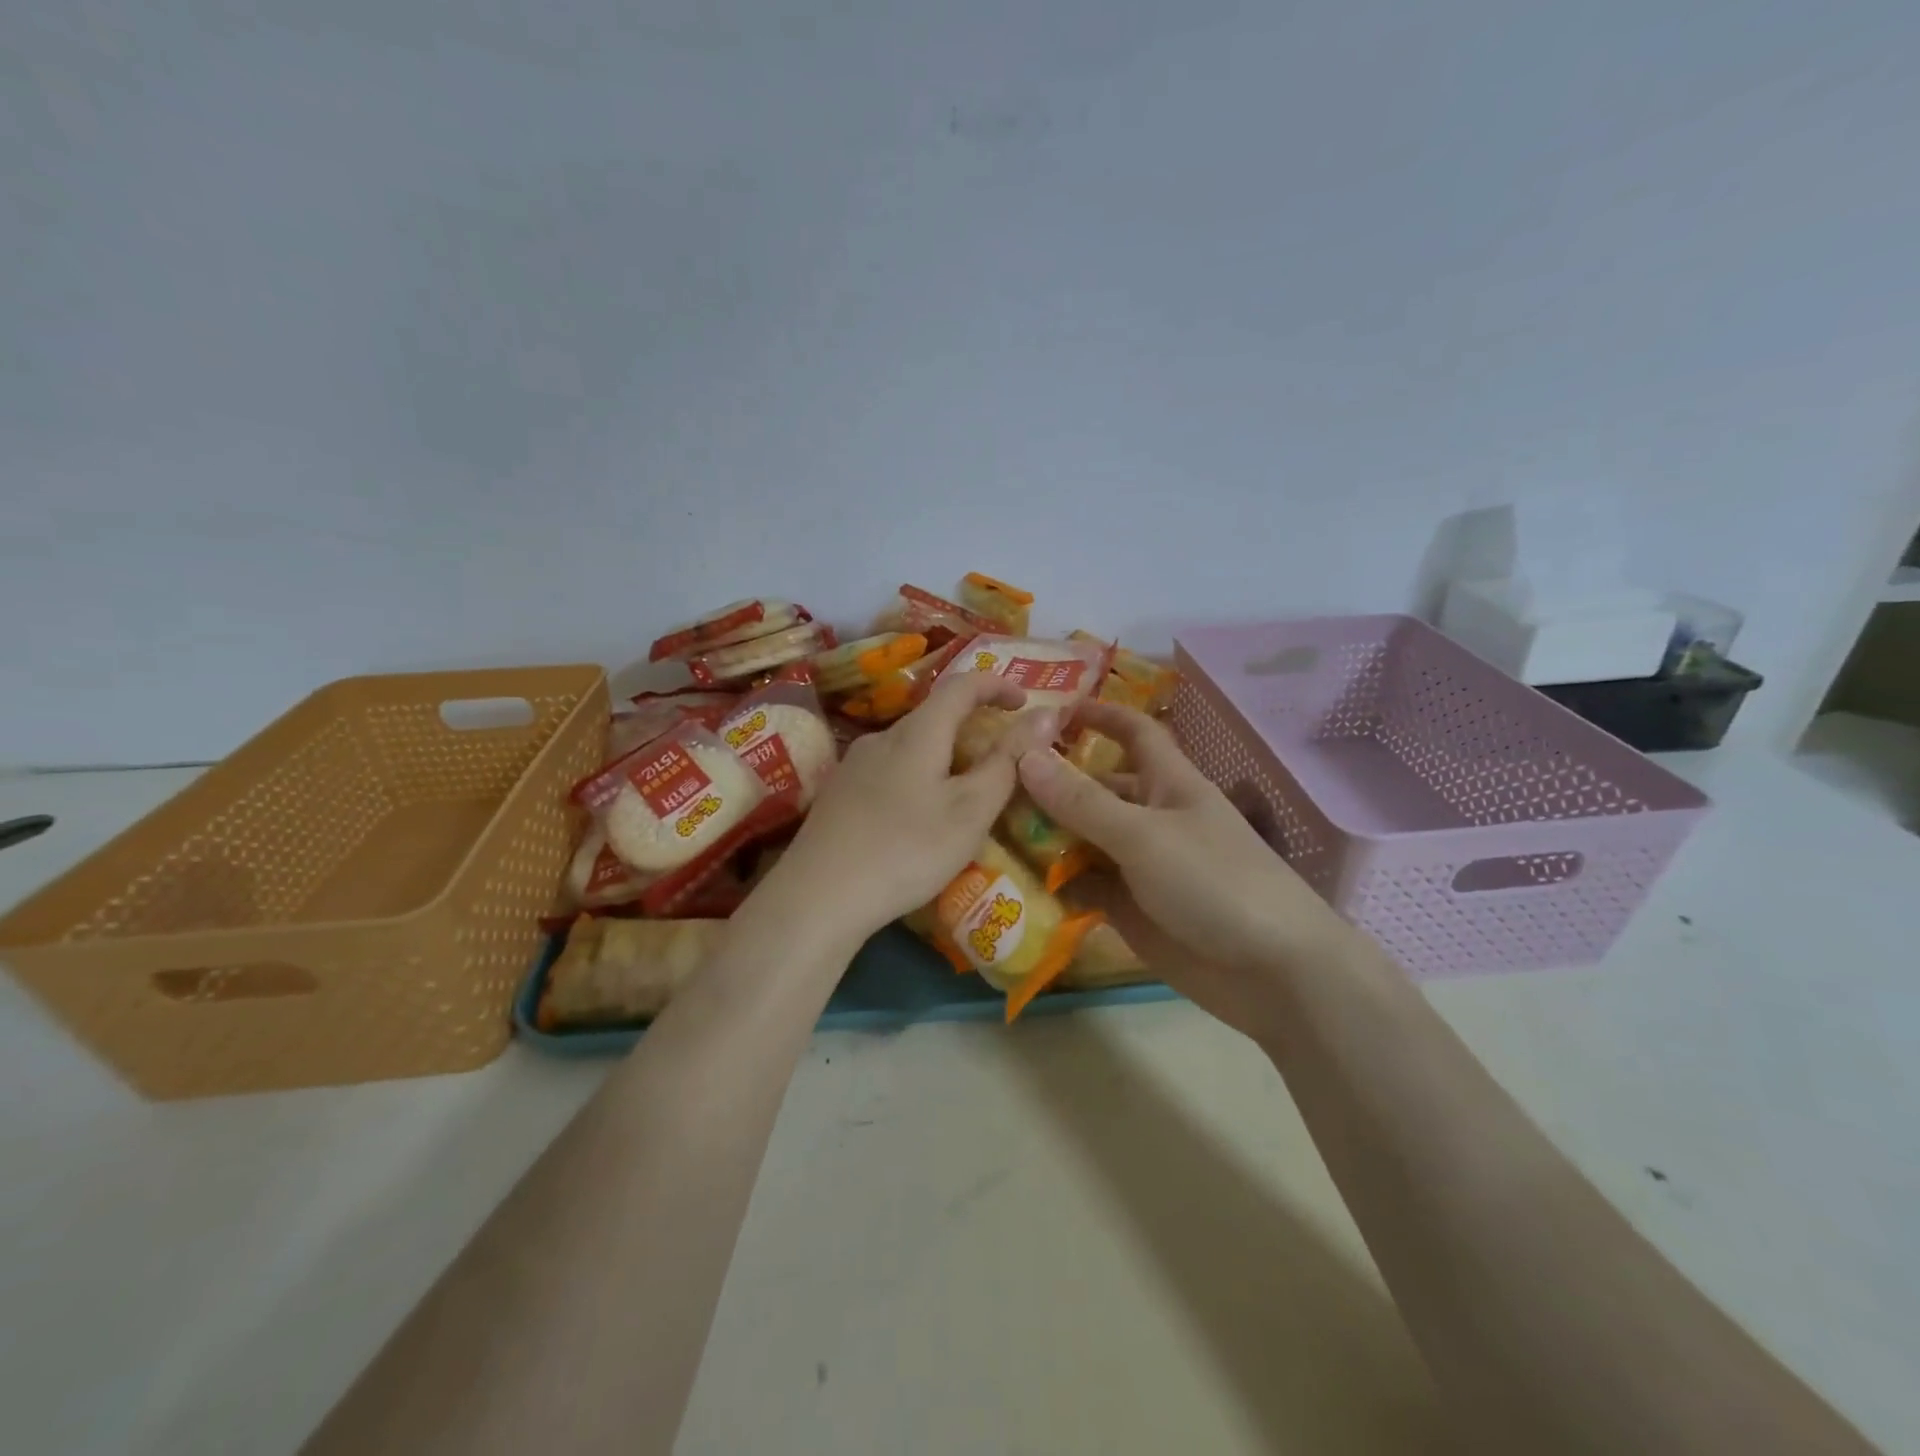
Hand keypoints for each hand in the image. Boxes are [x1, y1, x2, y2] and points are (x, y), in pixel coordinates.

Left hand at [764, 671, 1034, 944]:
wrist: (818, 897)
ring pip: (911, 747)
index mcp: (917, 732)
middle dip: (972, 729)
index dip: (996, 684)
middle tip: (1001, 763)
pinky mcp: (838, 794)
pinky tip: (919, 819)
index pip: (961, 684)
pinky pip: (890, 771)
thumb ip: (1008, 761)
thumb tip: (1045, 714)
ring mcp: (853, 766)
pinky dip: (919, 778)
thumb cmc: (906, 850)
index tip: (1025, 700)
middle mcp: (881, 737)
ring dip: (945, 758)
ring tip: (964, 798)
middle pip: (934, 717)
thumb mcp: (970, 810)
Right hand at [1016, 704, 1352, 1036]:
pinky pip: (1083, 886)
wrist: (1273, 974)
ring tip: (987, 833)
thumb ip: (1082, 801)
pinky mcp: (1130, 909)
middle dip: (1050, 784)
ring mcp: (1139, 866)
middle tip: (989, 785)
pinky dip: (1053, 883)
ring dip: (1043, 836)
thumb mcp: (1144, 835)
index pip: (1133, 732)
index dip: (1098, 715)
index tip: (1049, 710)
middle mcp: (1151, 818)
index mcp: (1168, 783)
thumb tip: (1025, 754)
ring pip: (1082, 839)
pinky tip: (1011, 882)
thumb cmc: (1215, 883)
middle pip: (1094, 789)